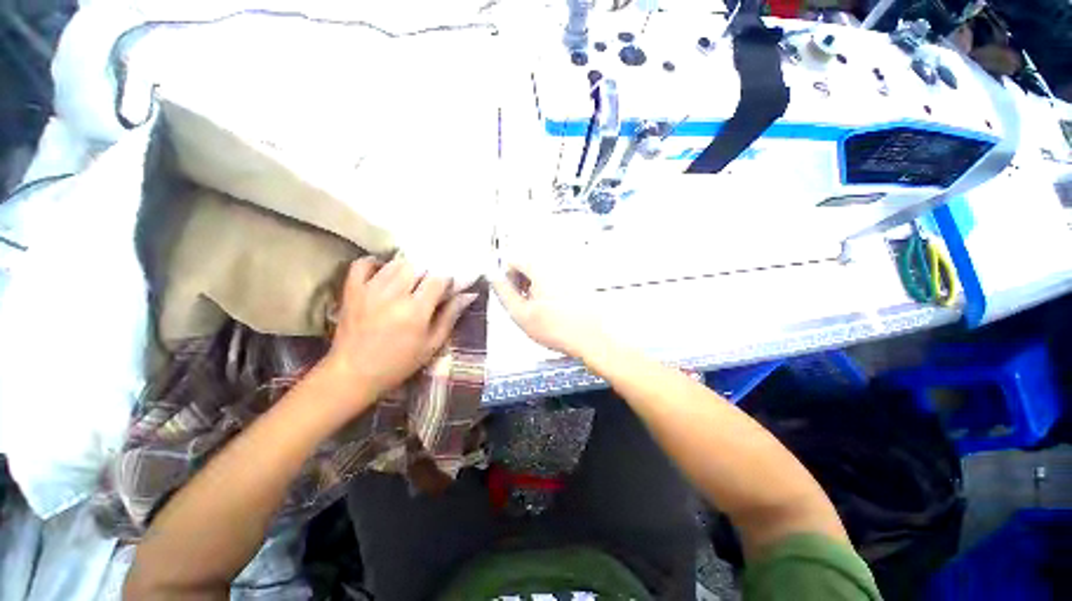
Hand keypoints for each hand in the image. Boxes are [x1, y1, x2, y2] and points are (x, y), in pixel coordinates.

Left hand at [325, 256, 477, 398]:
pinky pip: (363, 264)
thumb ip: (450, 316)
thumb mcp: (432, 344)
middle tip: (428, 286)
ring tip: (411, 281)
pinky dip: (375, 263)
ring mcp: (370, 289)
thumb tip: (469, 295)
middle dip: (428, 273)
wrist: (354, 373)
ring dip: (407, 268)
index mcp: (416, 309)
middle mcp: (394, 294)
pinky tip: (384, 271)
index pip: (438, 279)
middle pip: (418, 266)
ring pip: (395, 263)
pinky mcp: (352, 290)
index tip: (447, 288)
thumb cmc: (399, 362)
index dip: (446, 281)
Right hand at [491, 262, 606, 358]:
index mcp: (540, 268)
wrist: (593, 338)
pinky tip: (555, 311)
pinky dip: (551, 292)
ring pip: (543, 275)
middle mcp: (556, 265)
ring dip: (536, 289)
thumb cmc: (559, 329)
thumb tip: (494, 279)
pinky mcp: (579, 283)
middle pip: (529, 266)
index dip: (507, 279)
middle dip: (522, 284)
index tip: (512, 295)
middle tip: (525, 306)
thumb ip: (503, 293)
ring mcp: (570, 273)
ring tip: (540, 311)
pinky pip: (557, 282)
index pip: (513, 261)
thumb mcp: (521, 314)